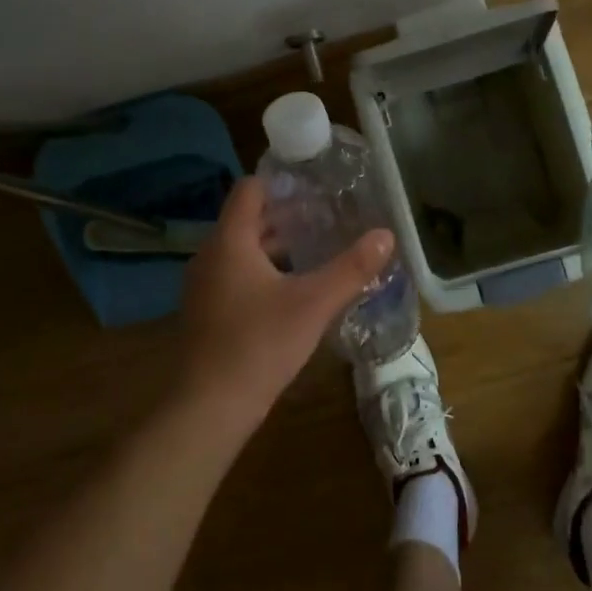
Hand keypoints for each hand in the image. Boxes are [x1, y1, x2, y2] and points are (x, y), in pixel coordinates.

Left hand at [177, 176, 394, 425]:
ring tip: (317, 248)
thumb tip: (386, 235)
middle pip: (247, 219)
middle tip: (327, 214)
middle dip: (286, 215)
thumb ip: (351, 268)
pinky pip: (237, 275)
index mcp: (229, 241)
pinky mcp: (207, 312)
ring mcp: (205, 286)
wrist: (207, 408)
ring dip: (276, 245)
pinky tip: (295, 289)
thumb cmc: (258, 345)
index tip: (316, 186)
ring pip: (243, 250)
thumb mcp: (313, 304)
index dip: (281, 182)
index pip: (250, 189)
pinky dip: (264, 271)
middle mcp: (210, 255)